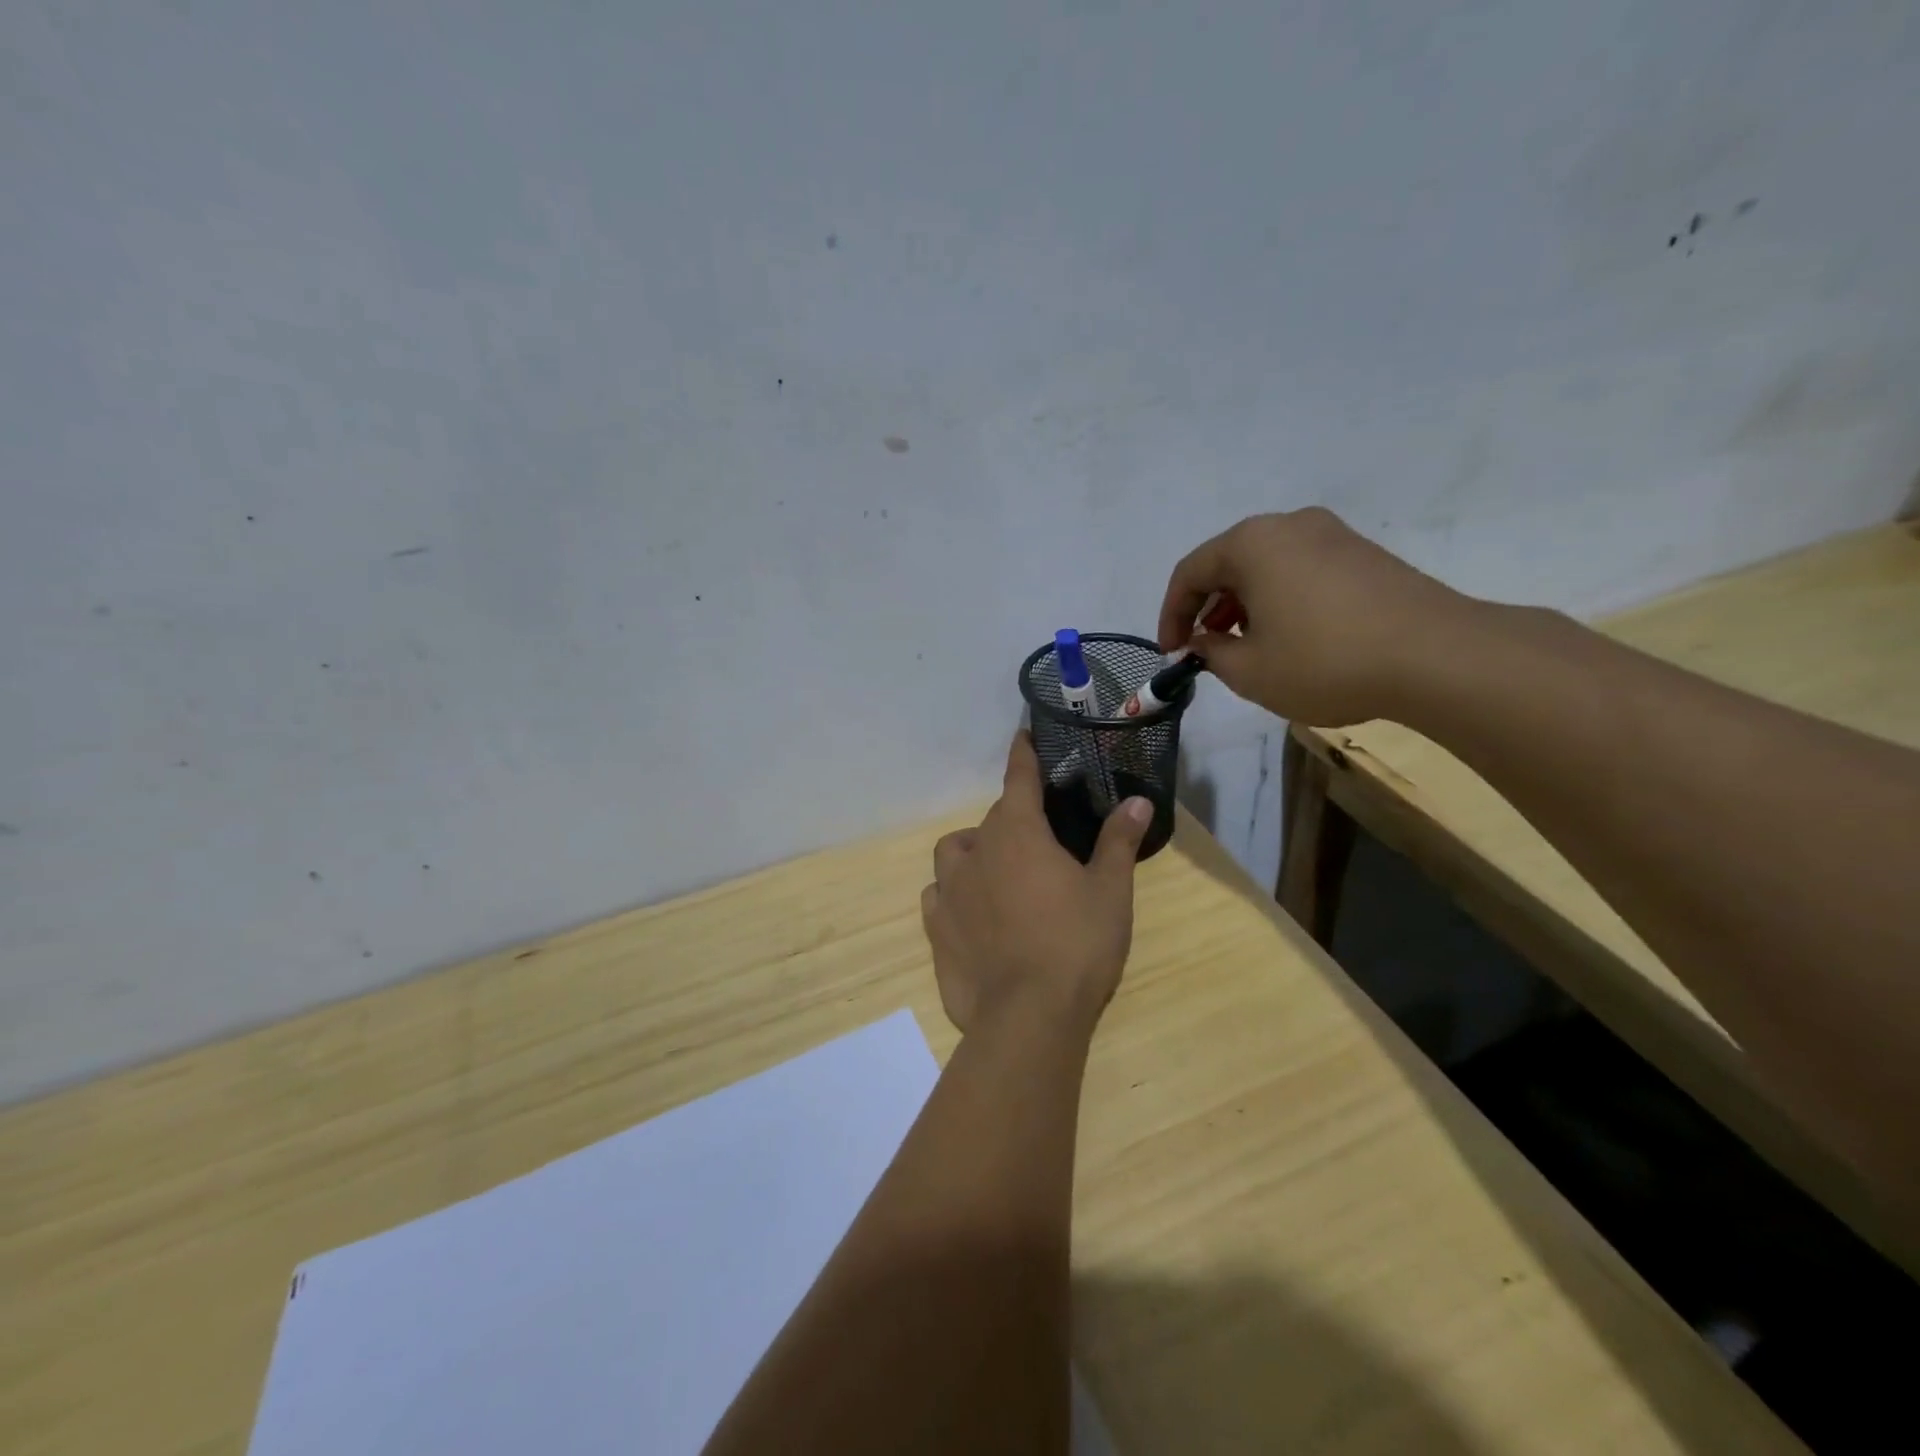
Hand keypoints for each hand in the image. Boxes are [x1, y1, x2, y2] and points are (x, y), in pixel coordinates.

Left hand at [922, 731, 1152, 1039]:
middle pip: (992, 820)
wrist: (1027, 1017)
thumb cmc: (1076, 945)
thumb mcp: (1110, 891)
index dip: (1023, 755)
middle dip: (1013, 820)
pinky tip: (972, 914)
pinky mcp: (935, 928)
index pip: (1019, 779)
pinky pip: (938, 895)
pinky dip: (953, 893)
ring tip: (998, 873)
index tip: (1021, 736)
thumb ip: (1119, 841)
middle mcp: (976, 851)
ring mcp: (948, 891)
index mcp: (1018, 833)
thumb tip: (1139, 801)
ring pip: (954, 853)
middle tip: (1041, 844)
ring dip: (974, 852)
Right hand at [1157, 508, 1472, 727]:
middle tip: (1205, 649)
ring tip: (1246, 646)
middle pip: (1228, 563)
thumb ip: (1211, 653)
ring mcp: (1333, 535)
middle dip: (1208, 608)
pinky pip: (1301, 570)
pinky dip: (1280, 599)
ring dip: (1244, 604)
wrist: (1437, 656)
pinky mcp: (1364, 554)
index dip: (1171, 615)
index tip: (1172, 653)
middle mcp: (1289, 526)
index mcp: (1252, 543)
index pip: (1190, 573)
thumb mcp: (1249, 670)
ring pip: (1266, 566)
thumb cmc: (1325, 661)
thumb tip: (1203, 642)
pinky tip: (1291, 636)